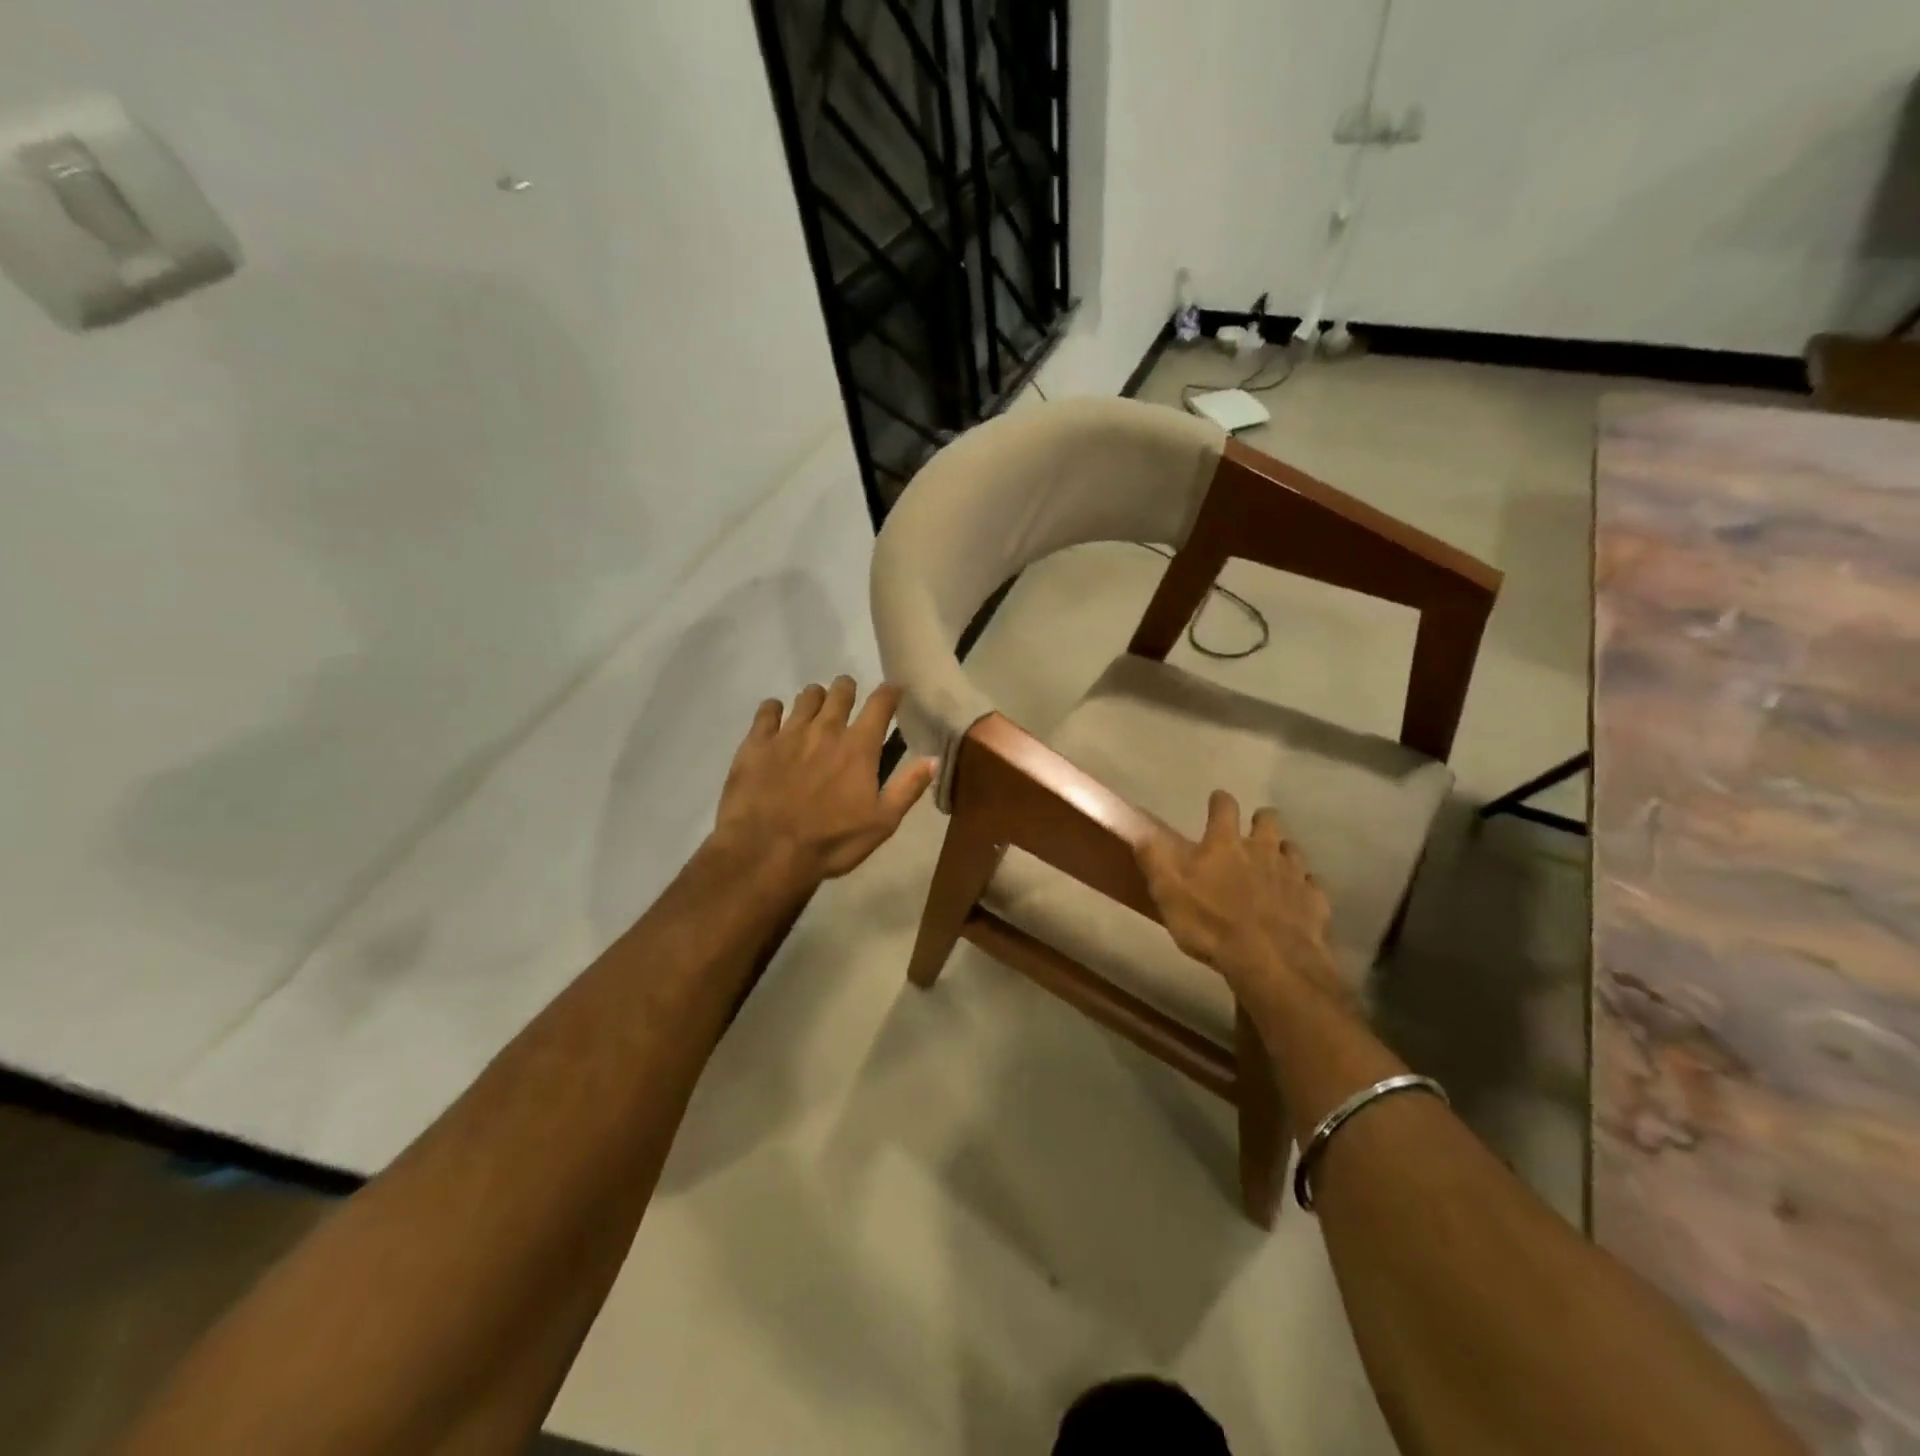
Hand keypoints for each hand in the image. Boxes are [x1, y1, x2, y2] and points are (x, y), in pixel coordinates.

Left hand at [714, 677, 935, 884]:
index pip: (881, 703)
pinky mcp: (756, 742)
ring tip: (815, 709)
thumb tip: (933, 758)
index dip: (890, 693)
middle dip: (848, 689)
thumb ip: (908, 787)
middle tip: (848, 698)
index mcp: (859, 747)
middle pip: (841, 691)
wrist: (766, 853)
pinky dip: (774, 709)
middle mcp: (826, 729)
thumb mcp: (882, 823)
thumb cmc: (831, 842)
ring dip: (816, 698)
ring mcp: (788, 733)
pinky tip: (775, 718)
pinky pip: (767, 710)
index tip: (893, 691)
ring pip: (806, 697)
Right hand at [1136, 790, 1347, 1008]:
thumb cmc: (1211, 924)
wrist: (1271, 962)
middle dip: (1260, 821)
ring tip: (1274, 864)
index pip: (1224, 807)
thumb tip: (1140, 831)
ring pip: (1292, 849)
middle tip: (1252, 832)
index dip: (1220, 801)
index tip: (1217, 800)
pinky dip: (1303, 887)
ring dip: (1282, 852)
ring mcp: (1293, 874)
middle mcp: (1262, 849)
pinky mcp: (1314, 900)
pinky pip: (1311, 885)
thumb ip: (1154, 860)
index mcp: (1225, 844)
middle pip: (1268, 820)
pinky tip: (1297, 898)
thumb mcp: (1168, 894)